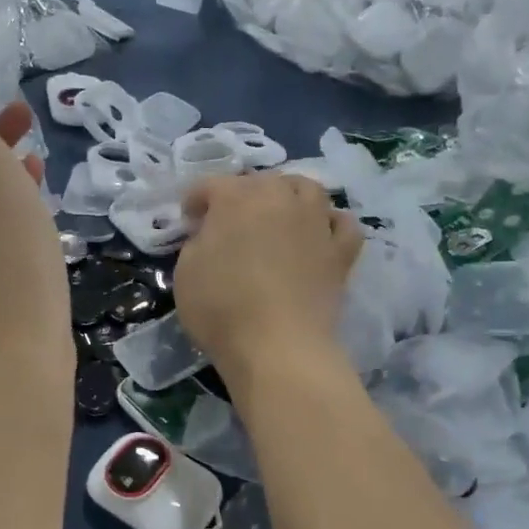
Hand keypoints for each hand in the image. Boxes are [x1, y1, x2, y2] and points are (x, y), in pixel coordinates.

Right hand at [174, 174, 361, 382]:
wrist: (277, 346)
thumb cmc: (221, 309)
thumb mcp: (186, 272)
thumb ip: (198, 242)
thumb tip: (212, 234)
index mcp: (236, 199)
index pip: (211, 185)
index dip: (196, 200)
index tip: (189, 221)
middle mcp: (279, 199)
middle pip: (261, 182)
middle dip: (241, 195)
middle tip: (229, 222)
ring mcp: (315, 222)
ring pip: (307, 189)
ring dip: (289, 195)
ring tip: (279, 215)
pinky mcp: (340, 252)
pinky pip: (343, 224)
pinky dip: (330, 223)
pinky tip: (319, 235)